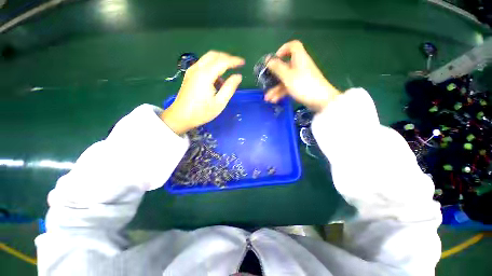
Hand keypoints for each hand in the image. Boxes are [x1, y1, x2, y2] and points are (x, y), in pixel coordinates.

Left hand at [161, 51, 243, 134]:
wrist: (180, 117)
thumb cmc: (202, 112)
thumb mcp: (219, 103)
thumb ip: (230, 88)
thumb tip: (238, 77)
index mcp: (205, 75)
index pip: (222, 61)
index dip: (234, 61)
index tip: (243, 63)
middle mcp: (197, 69)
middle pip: (213, 55)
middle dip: (226, 58)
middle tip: (236, 65)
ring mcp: (192, 71)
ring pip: (207, 59)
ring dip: (219, 62)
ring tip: (227, 75)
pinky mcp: (189, 75)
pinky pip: (203, 65)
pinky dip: (212, 67)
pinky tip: (216, 80)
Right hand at [265, 40, 340, 111]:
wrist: (321, 101)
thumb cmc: (304, 85)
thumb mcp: (288, 77)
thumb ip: (277, 68)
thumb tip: (268, 60)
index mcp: (299, 59)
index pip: (293, 46)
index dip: (283, 50)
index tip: (274, 59)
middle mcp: (299, 66)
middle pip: (285, 67)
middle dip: (274, 76)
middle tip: (265, 82)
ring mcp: (300, 78)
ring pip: (285, 80)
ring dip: (275, 89)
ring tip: (267, 98)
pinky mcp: (300, 87)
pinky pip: (288, 87)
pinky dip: (281, 93)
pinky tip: (274, 100)